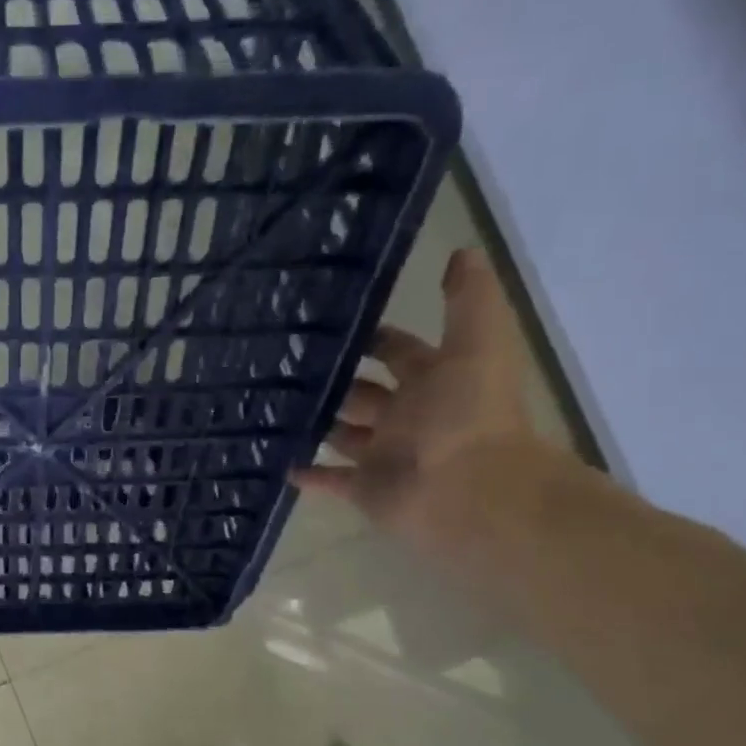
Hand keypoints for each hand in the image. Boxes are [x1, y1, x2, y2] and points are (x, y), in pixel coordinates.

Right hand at [292, 248, 534, 537]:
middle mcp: (408, 416)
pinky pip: (331, 480)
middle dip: (334, 378)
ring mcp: (384, 454)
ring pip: (344, 434)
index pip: (398, 351)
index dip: (371, 337)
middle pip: (364, 392)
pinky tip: (278, 459)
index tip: (326, 322)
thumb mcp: (476, 345)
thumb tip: (462, 251)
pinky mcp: (365, 488)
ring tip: (269, 404)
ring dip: (317, 422)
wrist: (470, 494)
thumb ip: (469, 300)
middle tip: (283, 362)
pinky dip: (309, 473)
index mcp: (434, 381)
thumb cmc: (467, 416)